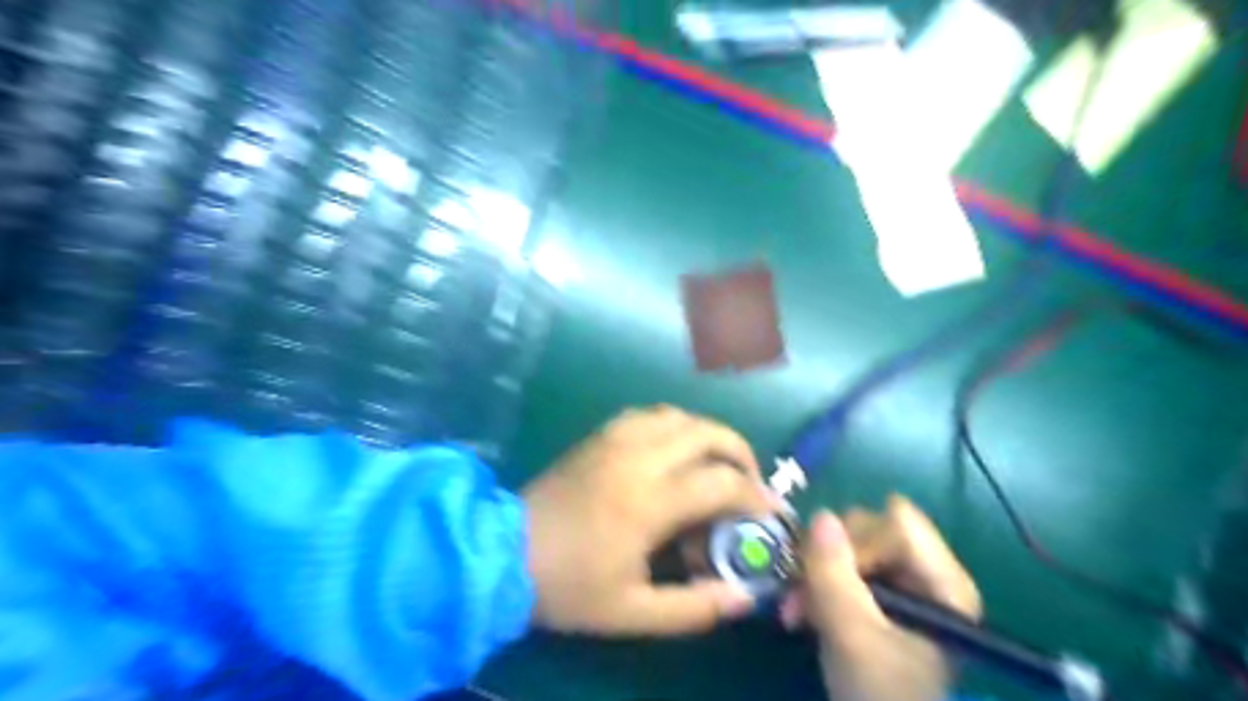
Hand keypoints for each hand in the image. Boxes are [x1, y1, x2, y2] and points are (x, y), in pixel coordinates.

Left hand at [522, 407, 775, 637]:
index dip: (756, 495)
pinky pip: (648, 414)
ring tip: (716, 463)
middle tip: (750, 479)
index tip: (772, 511)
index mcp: (649, 501)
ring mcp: (615, 439)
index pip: (721, 483)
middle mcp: (638, 458)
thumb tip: (744, 597)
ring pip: (678, 416)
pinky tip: (673, 449)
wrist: (502, 552)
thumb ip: (695, 607)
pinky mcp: (599, 435)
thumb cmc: (568, 585)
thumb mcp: (632, 612)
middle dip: (740, 452)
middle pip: (707, 433)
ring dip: (708, 434)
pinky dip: (674, 425)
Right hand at [782, 496, 980, 699]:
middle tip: (799, 595)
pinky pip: (844, 567)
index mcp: (943, 581)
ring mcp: (904, 583)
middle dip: (827, 558)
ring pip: (851, 546)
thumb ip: (834, 574)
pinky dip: (819, 585)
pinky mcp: (882, 596)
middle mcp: (927, 572)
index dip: (858, 541)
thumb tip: (821, 514)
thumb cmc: (880, 695)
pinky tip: (802, 612)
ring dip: (815, 573)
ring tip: (796, 612)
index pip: (896, 523)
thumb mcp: (852, 636)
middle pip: (871, 529)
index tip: (829, 575)